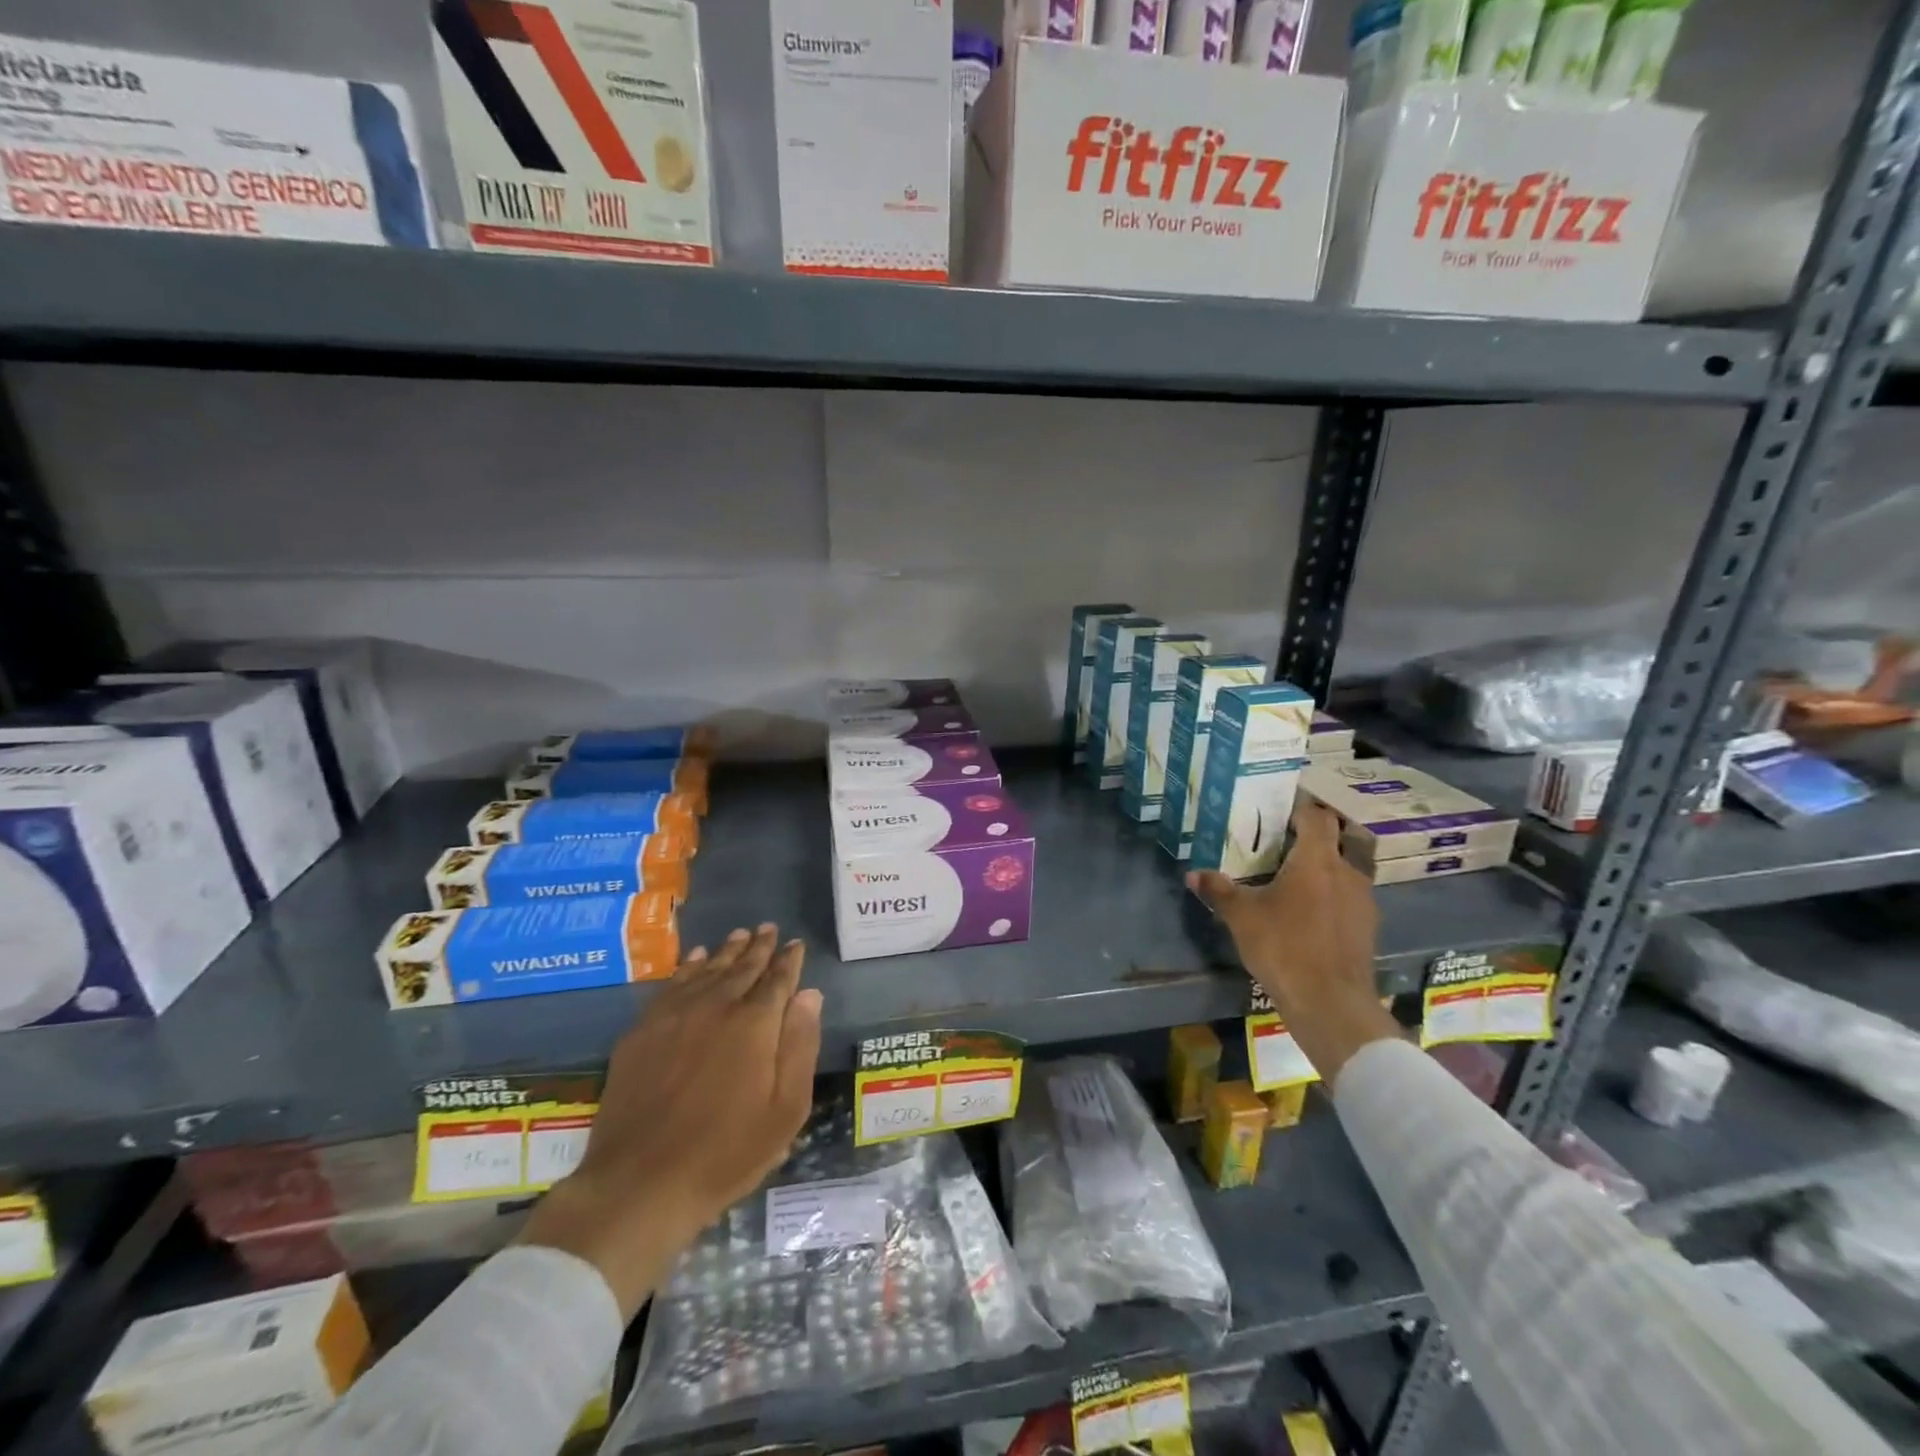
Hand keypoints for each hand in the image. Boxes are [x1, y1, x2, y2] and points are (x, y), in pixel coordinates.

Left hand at [521, 924, 822, 1318]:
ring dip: (726, 951)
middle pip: (742, 967)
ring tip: (739, 934)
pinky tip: (695, 959)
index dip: (789, 960)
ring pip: (707, 970)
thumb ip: (800, 1046)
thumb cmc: (726, 1153)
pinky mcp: (642, 1031)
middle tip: (769, 929)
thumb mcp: (785, 1110)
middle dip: (759, 947)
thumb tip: (809, 994)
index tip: (796, 944)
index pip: (778, 980)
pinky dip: (687, 967)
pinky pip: (671, 985)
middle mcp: (716, 1006)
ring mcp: (674, 1015)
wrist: (640, 1183)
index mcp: (755, 1024)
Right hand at [1187, 800, 1398, 1084]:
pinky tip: (1310, 912)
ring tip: (1295, 877)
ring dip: (1325, 867)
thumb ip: (1219, 890)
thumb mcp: (1241, 916)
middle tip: (1283, 842)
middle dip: (1313, 836)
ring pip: (1345, 869)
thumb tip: (1192, 874)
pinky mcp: (1367, 927)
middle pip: (1337, 839)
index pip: (1316, 816)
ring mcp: (1362, 900)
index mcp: (1316, 860)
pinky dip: (1332, 895)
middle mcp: (1346, 871)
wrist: (1330, 1002)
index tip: (1280, 808)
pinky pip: (1348, 897)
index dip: (1300, 807)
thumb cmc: (1283, 946)